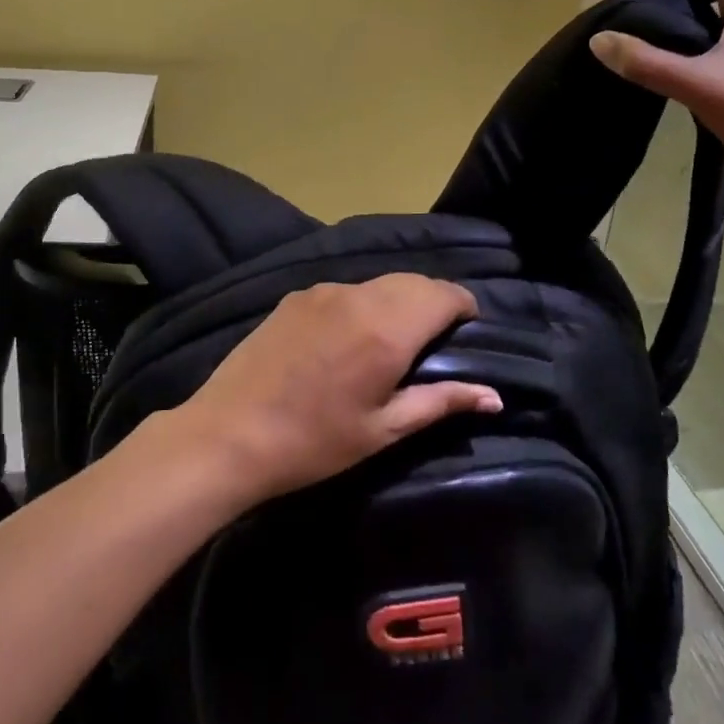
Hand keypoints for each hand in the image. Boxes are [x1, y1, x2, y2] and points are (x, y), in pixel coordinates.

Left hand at [175, 275, 498, 502]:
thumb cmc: (314, 442)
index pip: (444, 293)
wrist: (229, 433)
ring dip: (399, 300)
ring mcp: (323, 291)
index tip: (467, 329)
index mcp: (388, 329)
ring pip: (380, 282)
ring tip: (394, 338)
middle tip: (436, 338)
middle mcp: (359, 296)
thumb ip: (441, 402)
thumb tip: (494, 396)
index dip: (464, 306)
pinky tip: (349, 336)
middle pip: (414, 281)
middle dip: (434, 301)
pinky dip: (364, 302)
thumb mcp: (384, 430)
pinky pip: (346, 289)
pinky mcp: (296, 296)